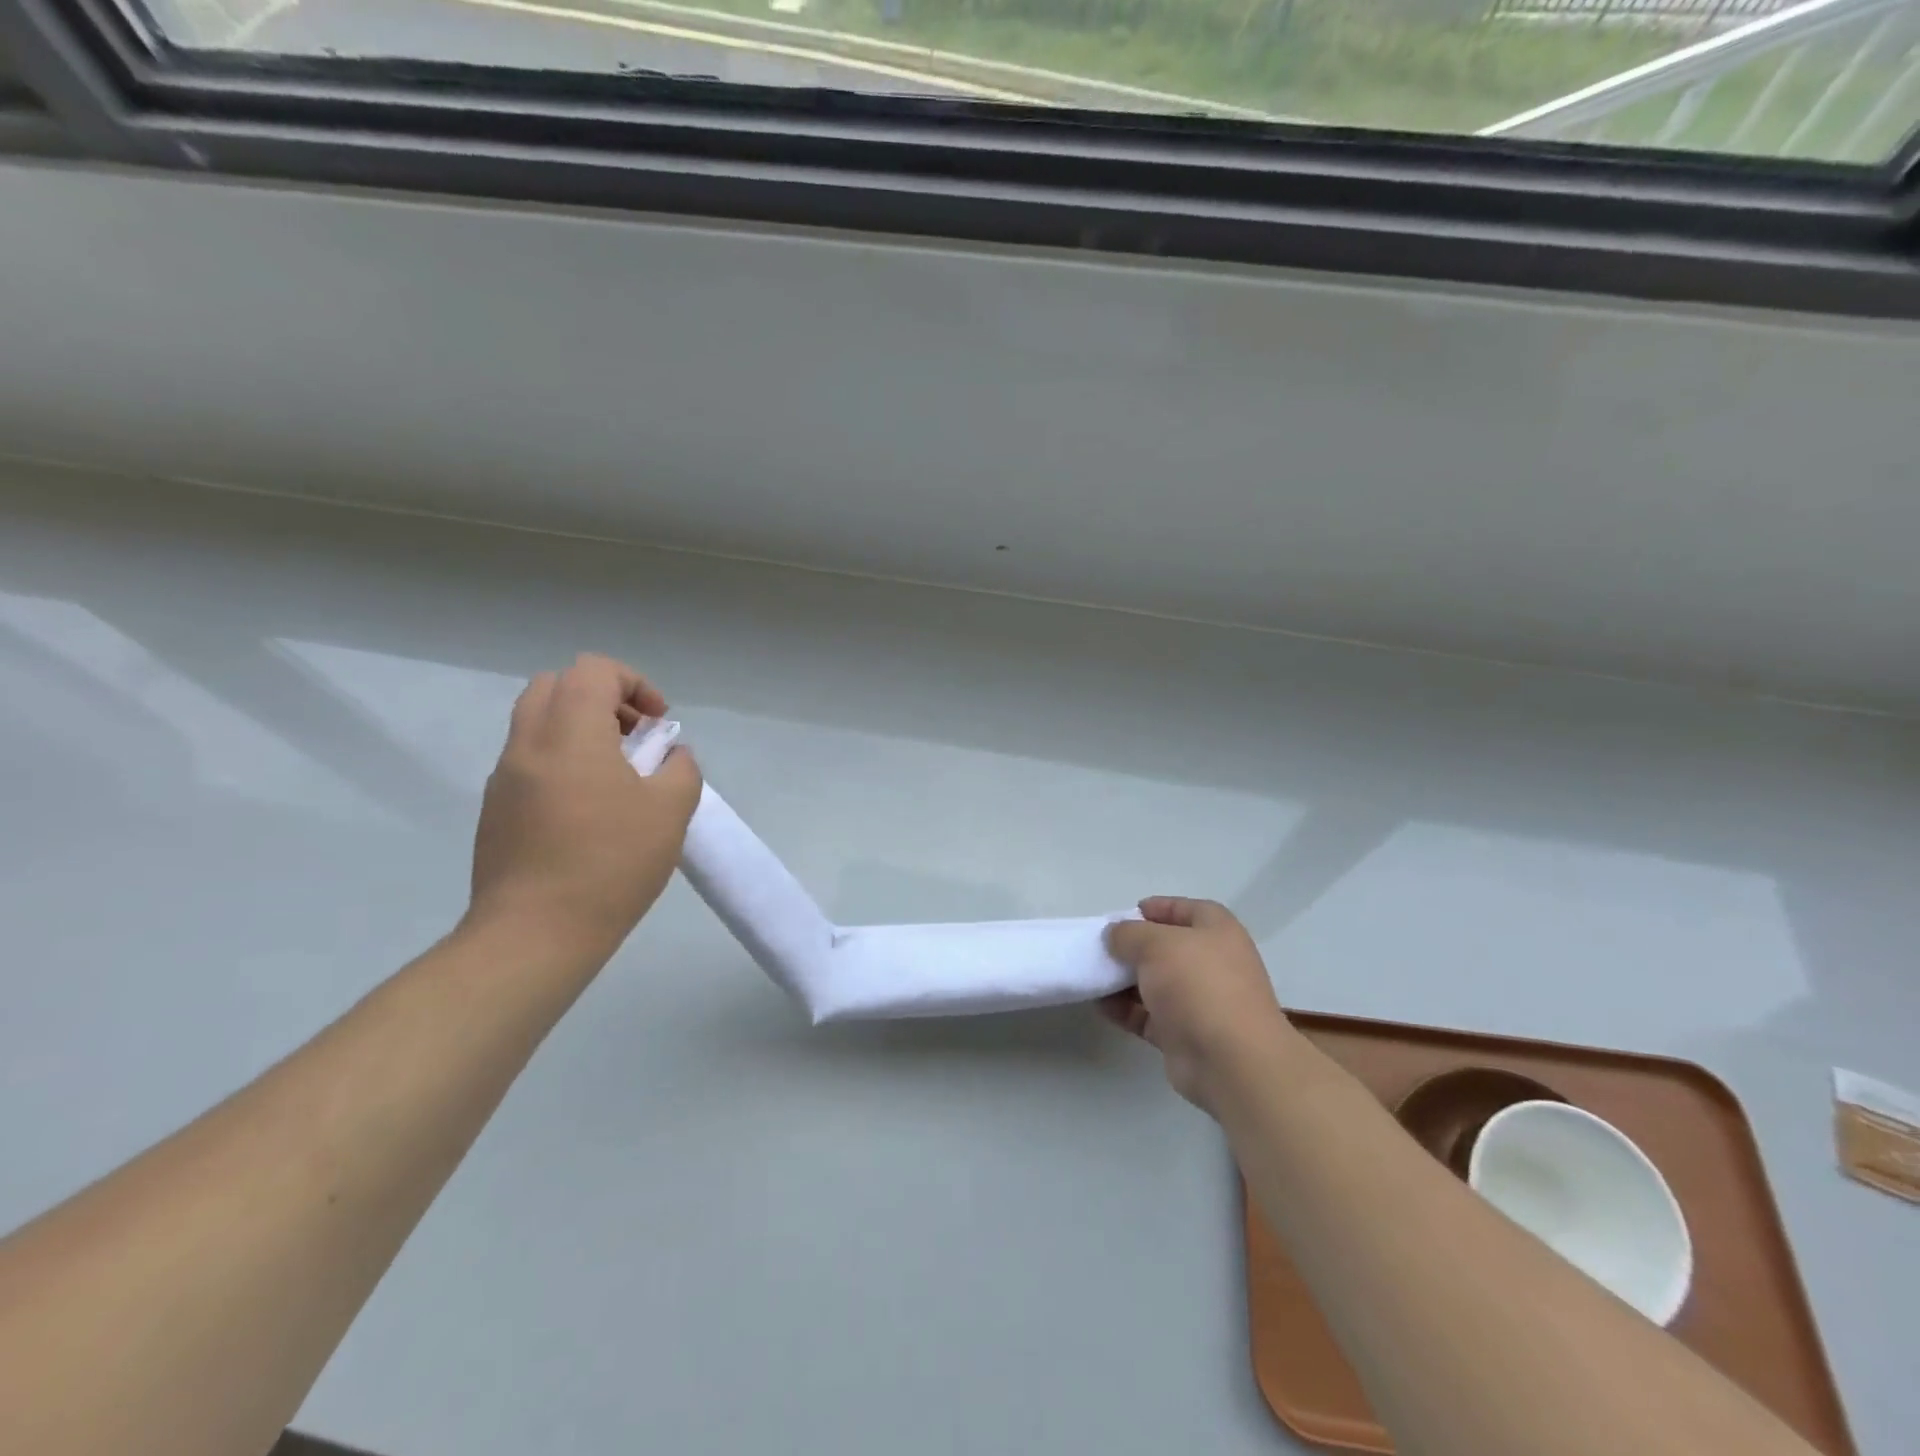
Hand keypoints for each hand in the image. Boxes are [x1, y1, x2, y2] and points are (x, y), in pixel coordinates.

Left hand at [467, 654, 701, 960]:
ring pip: (537, 723)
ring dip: (579, 729)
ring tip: (616, 775)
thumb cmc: (610, 864)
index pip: (593, 670)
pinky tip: (589, 810)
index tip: (658, 724)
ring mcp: (504, 778)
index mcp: (570, 734)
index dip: (634, 684)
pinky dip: (561, 760)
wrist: (534, 934)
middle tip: (633, 738)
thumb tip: (669, 756)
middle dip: (602, 699)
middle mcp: (528, 744)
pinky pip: (529, 760)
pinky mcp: (495, 810)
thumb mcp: (670, 811)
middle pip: (555, 685)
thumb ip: (679, 769)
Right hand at [1102, 897, 1299, 1111]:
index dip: (1158, 907)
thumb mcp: (1156, 944)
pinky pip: (1149, 1015)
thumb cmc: (1197, 984)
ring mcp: (1200, 1001)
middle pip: (1169, 948)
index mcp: (1218, 932)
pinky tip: (1100, 1005)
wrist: (1228, 1060)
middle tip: (1104, 946)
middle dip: (1135, 946)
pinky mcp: (1185, 1034)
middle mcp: (1213, 964)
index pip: (1187, 909)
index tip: (1126, 913)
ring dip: (1125, 980)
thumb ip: (1129, 934)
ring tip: (1094, 975)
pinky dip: (1125, 1010)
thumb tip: (1115, 935)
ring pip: (1156, 983)